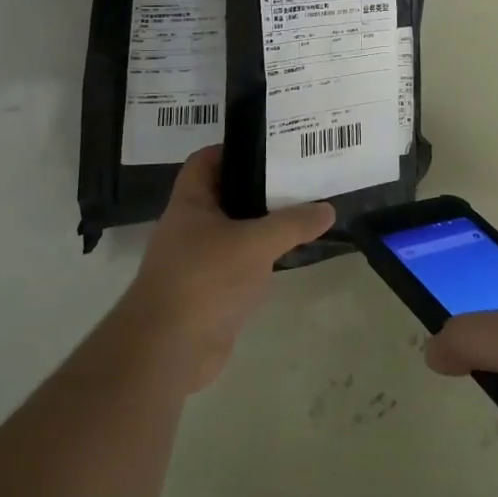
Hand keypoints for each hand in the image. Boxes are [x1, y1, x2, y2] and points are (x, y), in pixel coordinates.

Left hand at [114, 147, 333, 392]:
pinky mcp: (212, 292)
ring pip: (236, 232)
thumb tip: (328, 208)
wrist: (169, 349)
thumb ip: (293, 223)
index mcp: (190, 204)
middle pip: (226, 195)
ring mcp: (200, 261)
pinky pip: (241, 265)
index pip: (206, 161)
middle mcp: (191, 227)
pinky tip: (291, 255)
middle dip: (259, 187)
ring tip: (304, 210)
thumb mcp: (255, 243)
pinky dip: (263, 259)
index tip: (271, 147)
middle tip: (300, 177)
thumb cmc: (205, 279)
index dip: (233, 149)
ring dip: (264, 225)